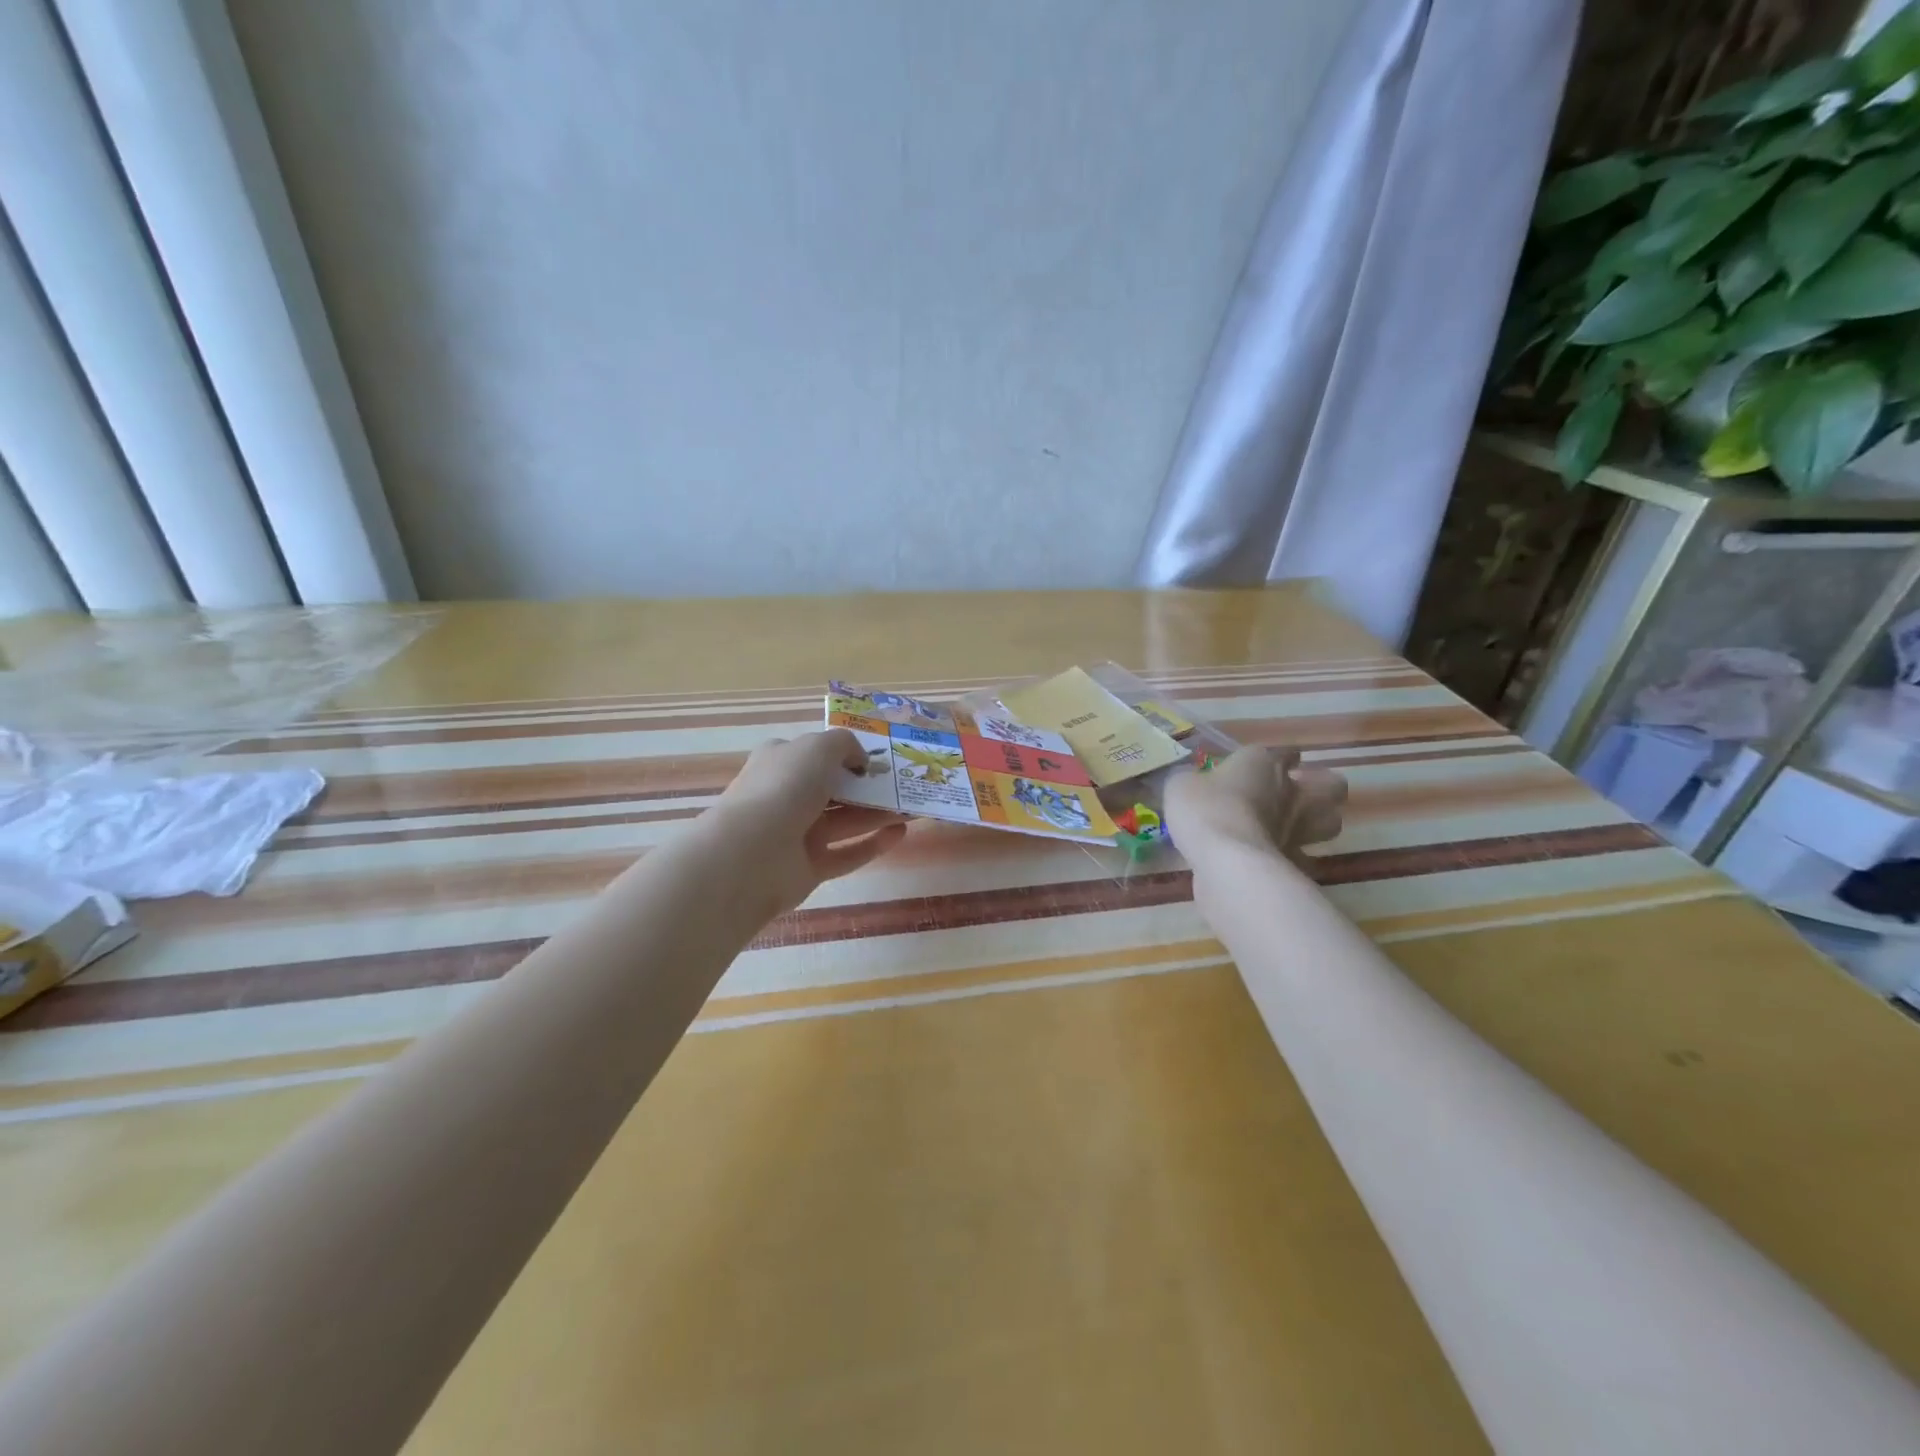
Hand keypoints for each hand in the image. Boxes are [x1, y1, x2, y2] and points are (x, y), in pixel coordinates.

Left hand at [705, 730, 908, 914]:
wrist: (752, 854)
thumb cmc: (784, 787)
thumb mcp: (818, 747)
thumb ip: (845, 745)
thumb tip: (860, 760)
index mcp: (780, 763)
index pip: (813, 754)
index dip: (844, 753)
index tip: (878, 757)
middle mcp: (786, 796)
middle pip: (834, 789)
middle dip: (868, 786)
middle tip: (903, 784)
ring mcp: (797, 835)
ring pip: (845, 821)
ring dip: (878, 813)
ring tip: (912, 807)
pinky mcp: (810, 868)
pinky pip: (847, 854)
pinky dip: (873, 844)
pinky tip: (901, 833)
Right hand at [1165, 746, 1344, 868]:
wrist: (1226, 858)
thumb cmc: (1204, 809)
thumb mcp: (1181, 785)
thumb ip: (1192, 781)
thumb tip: (1193, 784)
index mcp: (1262, 764)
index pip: (1284, 753)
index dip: (1280, 758)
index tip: (1272, 763)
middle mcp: (1291, 792)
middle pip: (1331, 785)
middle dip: (1320, 787)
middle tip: (1298, 795)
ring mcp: (1300, 829)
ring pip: (1331, 822)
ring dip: (1318, 823)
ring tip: (1296, 827)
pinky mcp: (1297, 862)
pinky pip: (1306, 859)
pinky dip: (1297, 860)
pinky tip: (1280, 862)